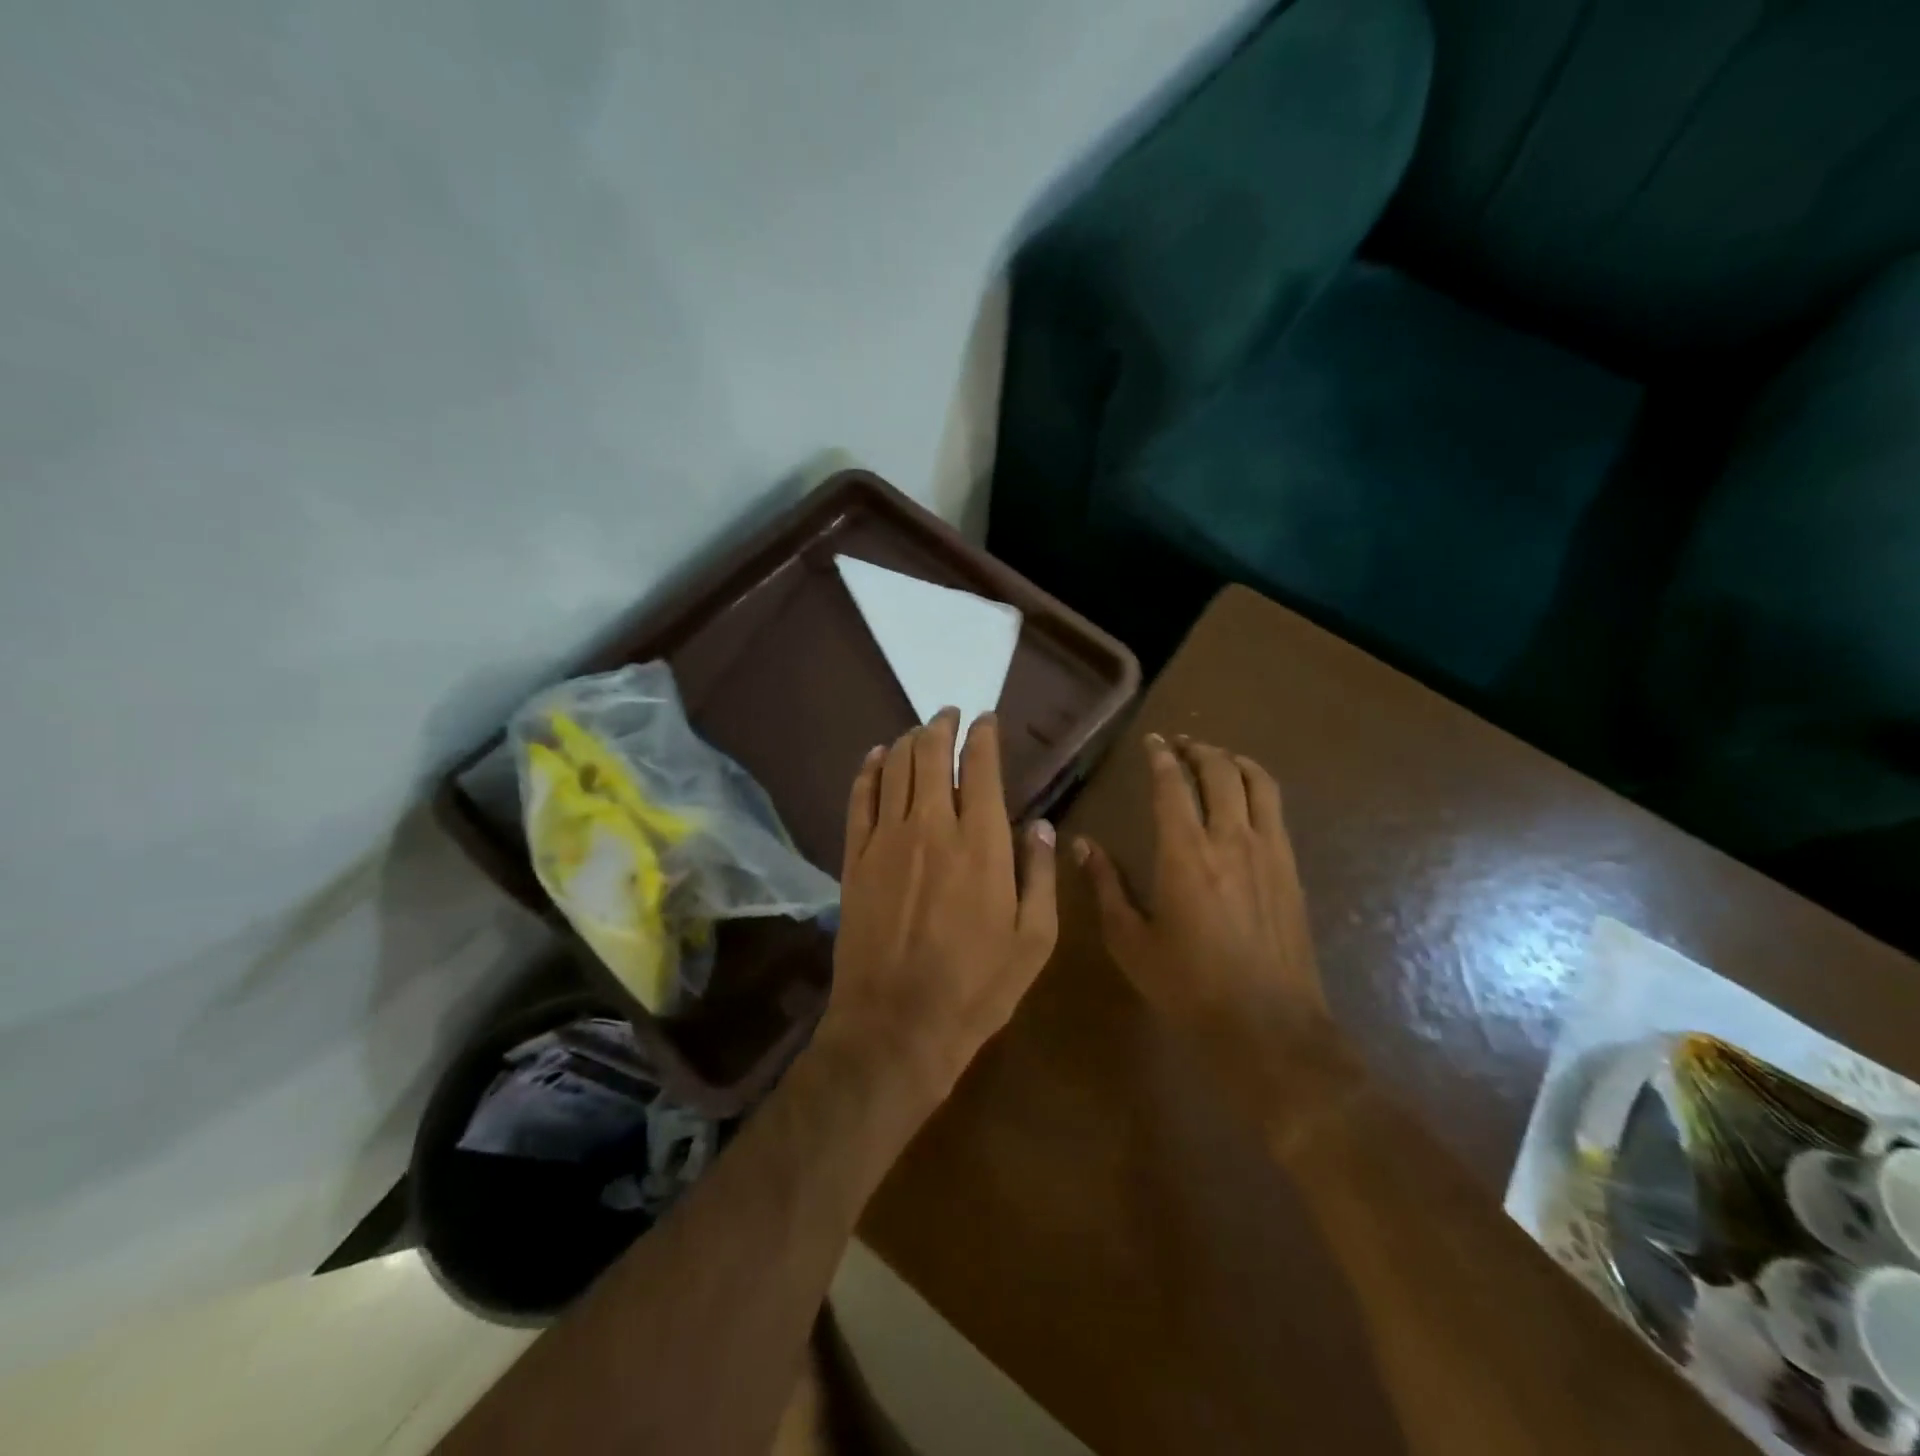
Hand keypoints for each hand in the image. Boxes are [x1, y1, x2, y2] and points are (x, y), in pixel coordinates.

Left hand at [818, 709, 1058, 1108]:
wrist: (897, 1026)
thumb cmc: (977, 987)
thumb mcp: (1035, 940)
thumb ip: (1042, 875)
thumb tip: (1043, 826)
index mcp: (982, 842)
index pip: (982, 767)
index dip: (984, 735)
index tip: (987, 720)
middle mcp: (933, 826)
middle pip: (932, 754)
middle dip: (943, 725)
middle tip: (951, 714)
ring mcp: (887, 839)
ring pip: (897, 767)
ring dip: (910, 740)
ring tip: (921, 730)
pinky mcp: (855, 858)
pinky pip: (860, 798)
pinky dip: (870, 769)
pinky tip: (877, 756)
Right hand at [1074, 733, 1326, 1052]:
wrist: (1268, 1026)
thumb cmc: (1188, 985)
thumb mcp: (1130, 940)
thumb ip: (1105, 886)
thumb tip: (1081, 845)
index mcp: (1185, 852)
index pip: (1173, 785)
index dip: (1161, 757)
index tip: (1152, 741)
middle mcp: (1230, 839)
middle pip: (1220, 772)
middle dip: (1199, 750)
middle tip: (1182, 744)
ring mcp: (1269, 852)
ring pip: (1258, 783)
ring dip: (1235, 761)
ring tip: (1218, 758)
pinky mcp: (1292, 870)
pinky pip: (1277, 811)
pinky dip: (1258, 789)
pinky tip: (1247, 800)